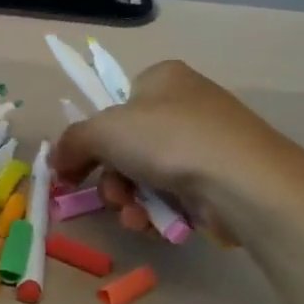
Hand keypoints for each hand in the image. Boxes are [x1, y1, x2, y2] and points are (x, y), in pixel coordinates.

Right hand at [53, 60, 303, 245]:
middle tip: (112, 197)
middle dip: (112, 179)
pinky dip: (158, 212)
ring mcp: (207, 143)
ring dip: (130, 200)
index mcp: (162, 79)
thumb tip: (57, 161)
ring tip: (134, 216)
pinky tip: (155, 224)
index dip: (93, 137)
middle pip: (128, 146)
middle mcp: (186, 105)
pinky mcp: (221, 180)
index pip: (115, 104)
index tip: (77, 168)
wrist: (245, 181)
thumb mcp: (104, 130)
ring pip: (147, 176)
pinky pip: (174, 196)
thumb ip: (72, 142)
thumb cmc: (170, 139)